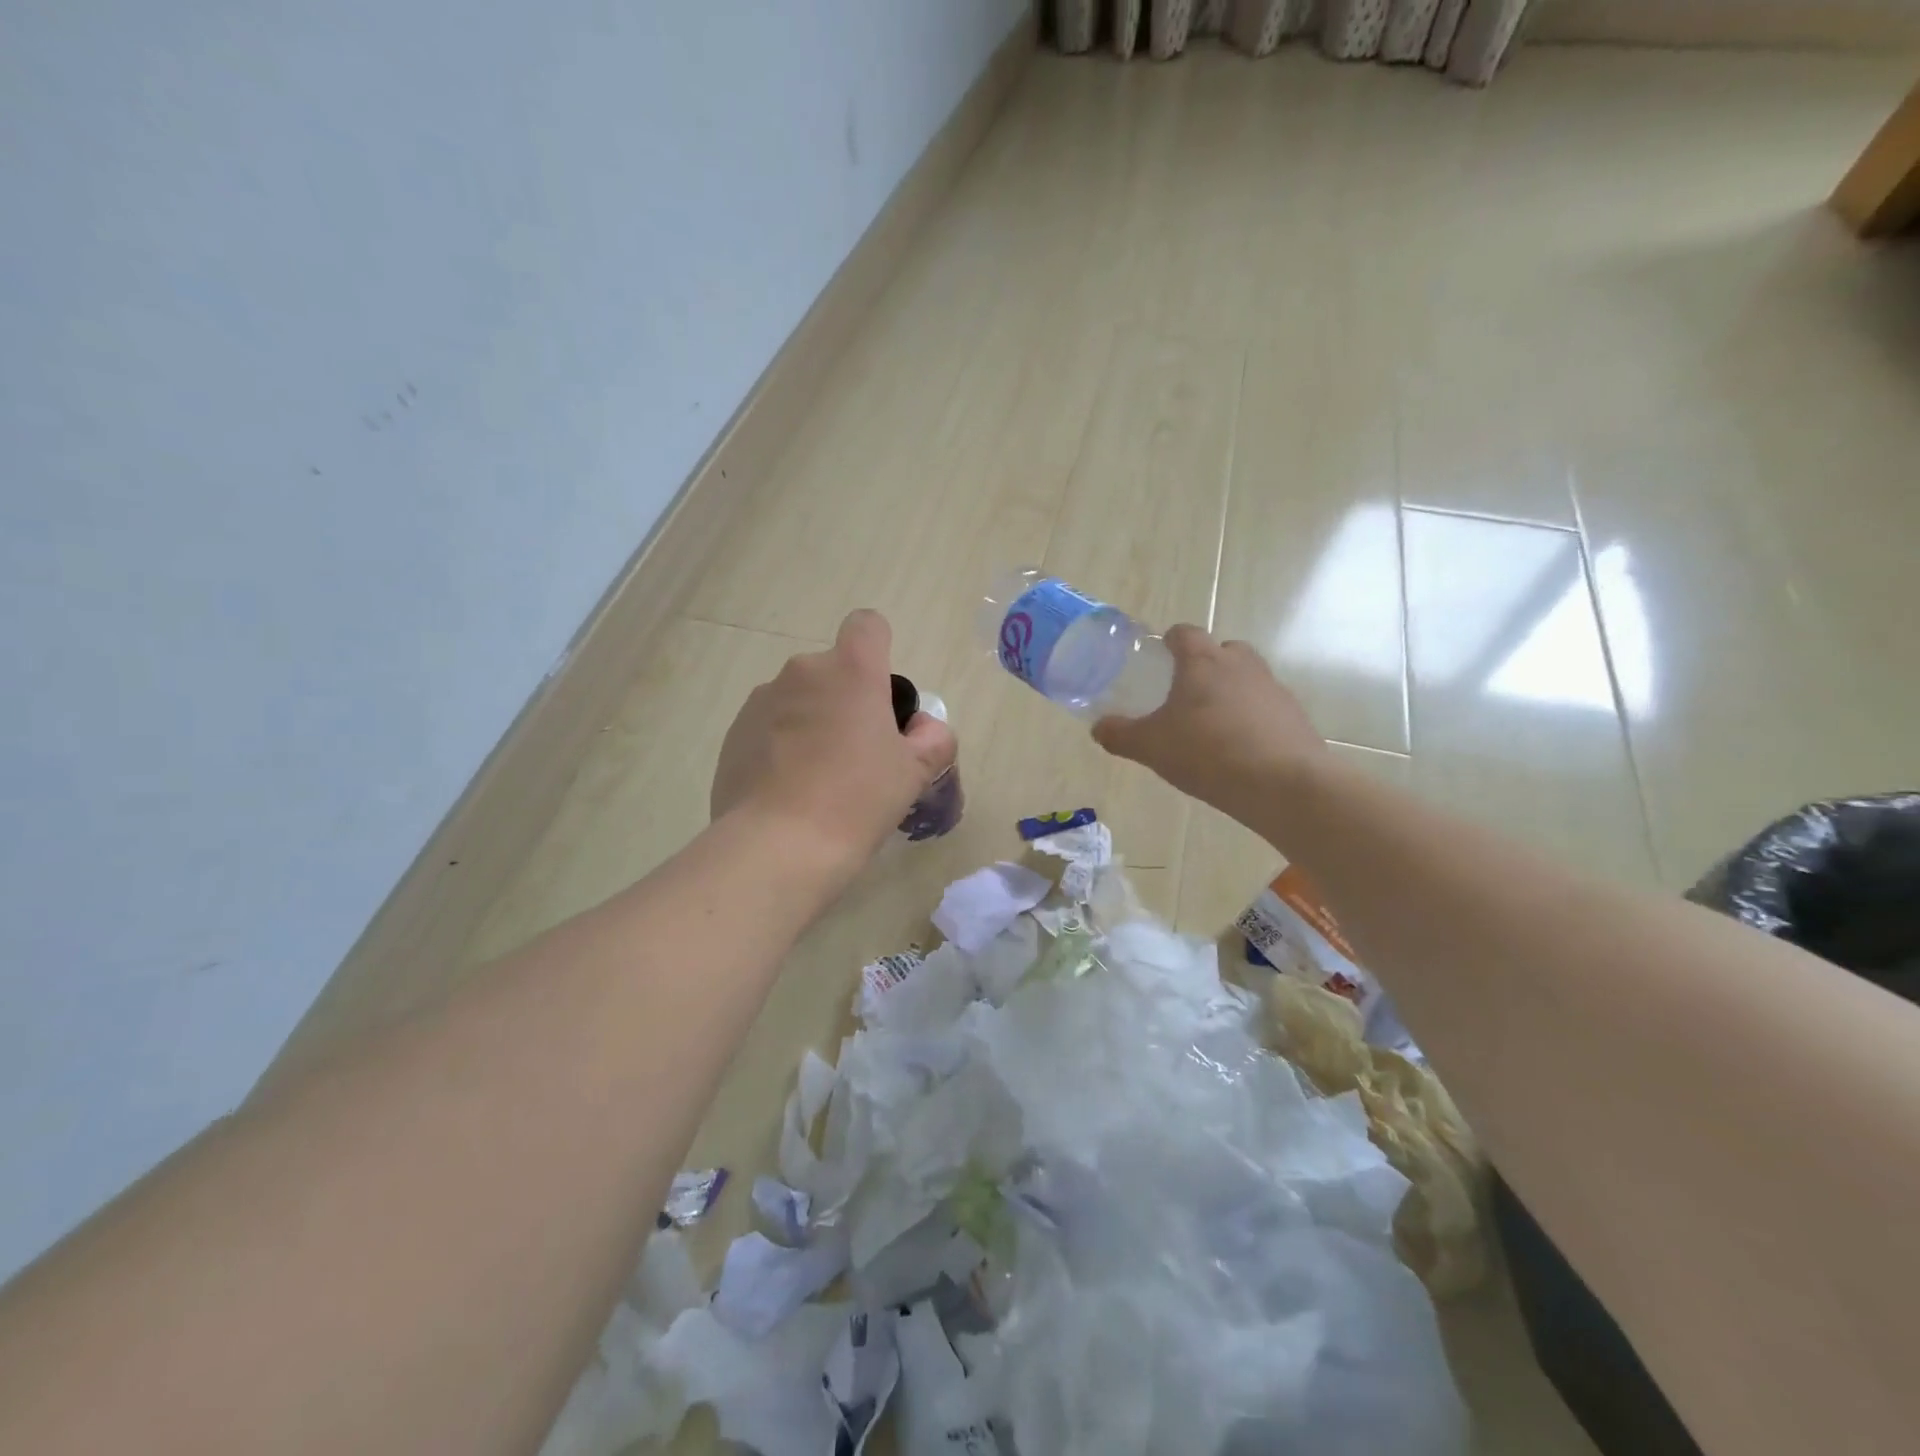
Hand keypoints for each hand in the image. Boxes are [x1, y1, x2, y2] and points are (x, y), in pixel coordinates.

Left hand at [712, 609, 956, 870]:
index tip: (882, 697)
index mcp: (850, 671)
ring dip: (813, 722)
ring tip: (820, 779)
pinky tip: (789, 791)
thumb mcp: (914, 773)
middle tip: (860, 754)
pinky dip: (782, 746)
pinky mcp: (733, 734)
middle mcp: (802, 672)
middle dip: (847, 700)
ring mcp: (761, 701)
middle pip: (833, 671)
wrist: (777, 846)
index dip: (879, 651)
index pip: (868, 625)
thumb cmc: (857, 800)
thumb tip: (922, 729)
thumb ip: (932, 739)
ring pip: (799, 699)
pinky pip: (769, 727)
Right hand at [1092, 625, 1327, 812]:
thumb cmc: (1207, 753)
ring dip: (1231, 692)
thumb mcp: (1151, 747)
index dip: (1171, 640)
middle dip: (1205, 665)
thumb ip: (1120, 735)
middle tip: (1186, 693)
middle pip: (1222, 650)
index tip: (1161, 655)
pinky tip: (1240, 749)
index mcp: (1203, 662)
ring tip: (1213, 726)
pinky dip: (1252, 719)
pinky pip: (1266, 707)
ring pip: (1247, 678)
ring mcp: (1273, 689)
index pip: (1185, 633)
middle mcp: (1241, 665)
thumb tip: (1098, 728)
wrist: (1282, 784)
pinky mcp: (1294, 715)